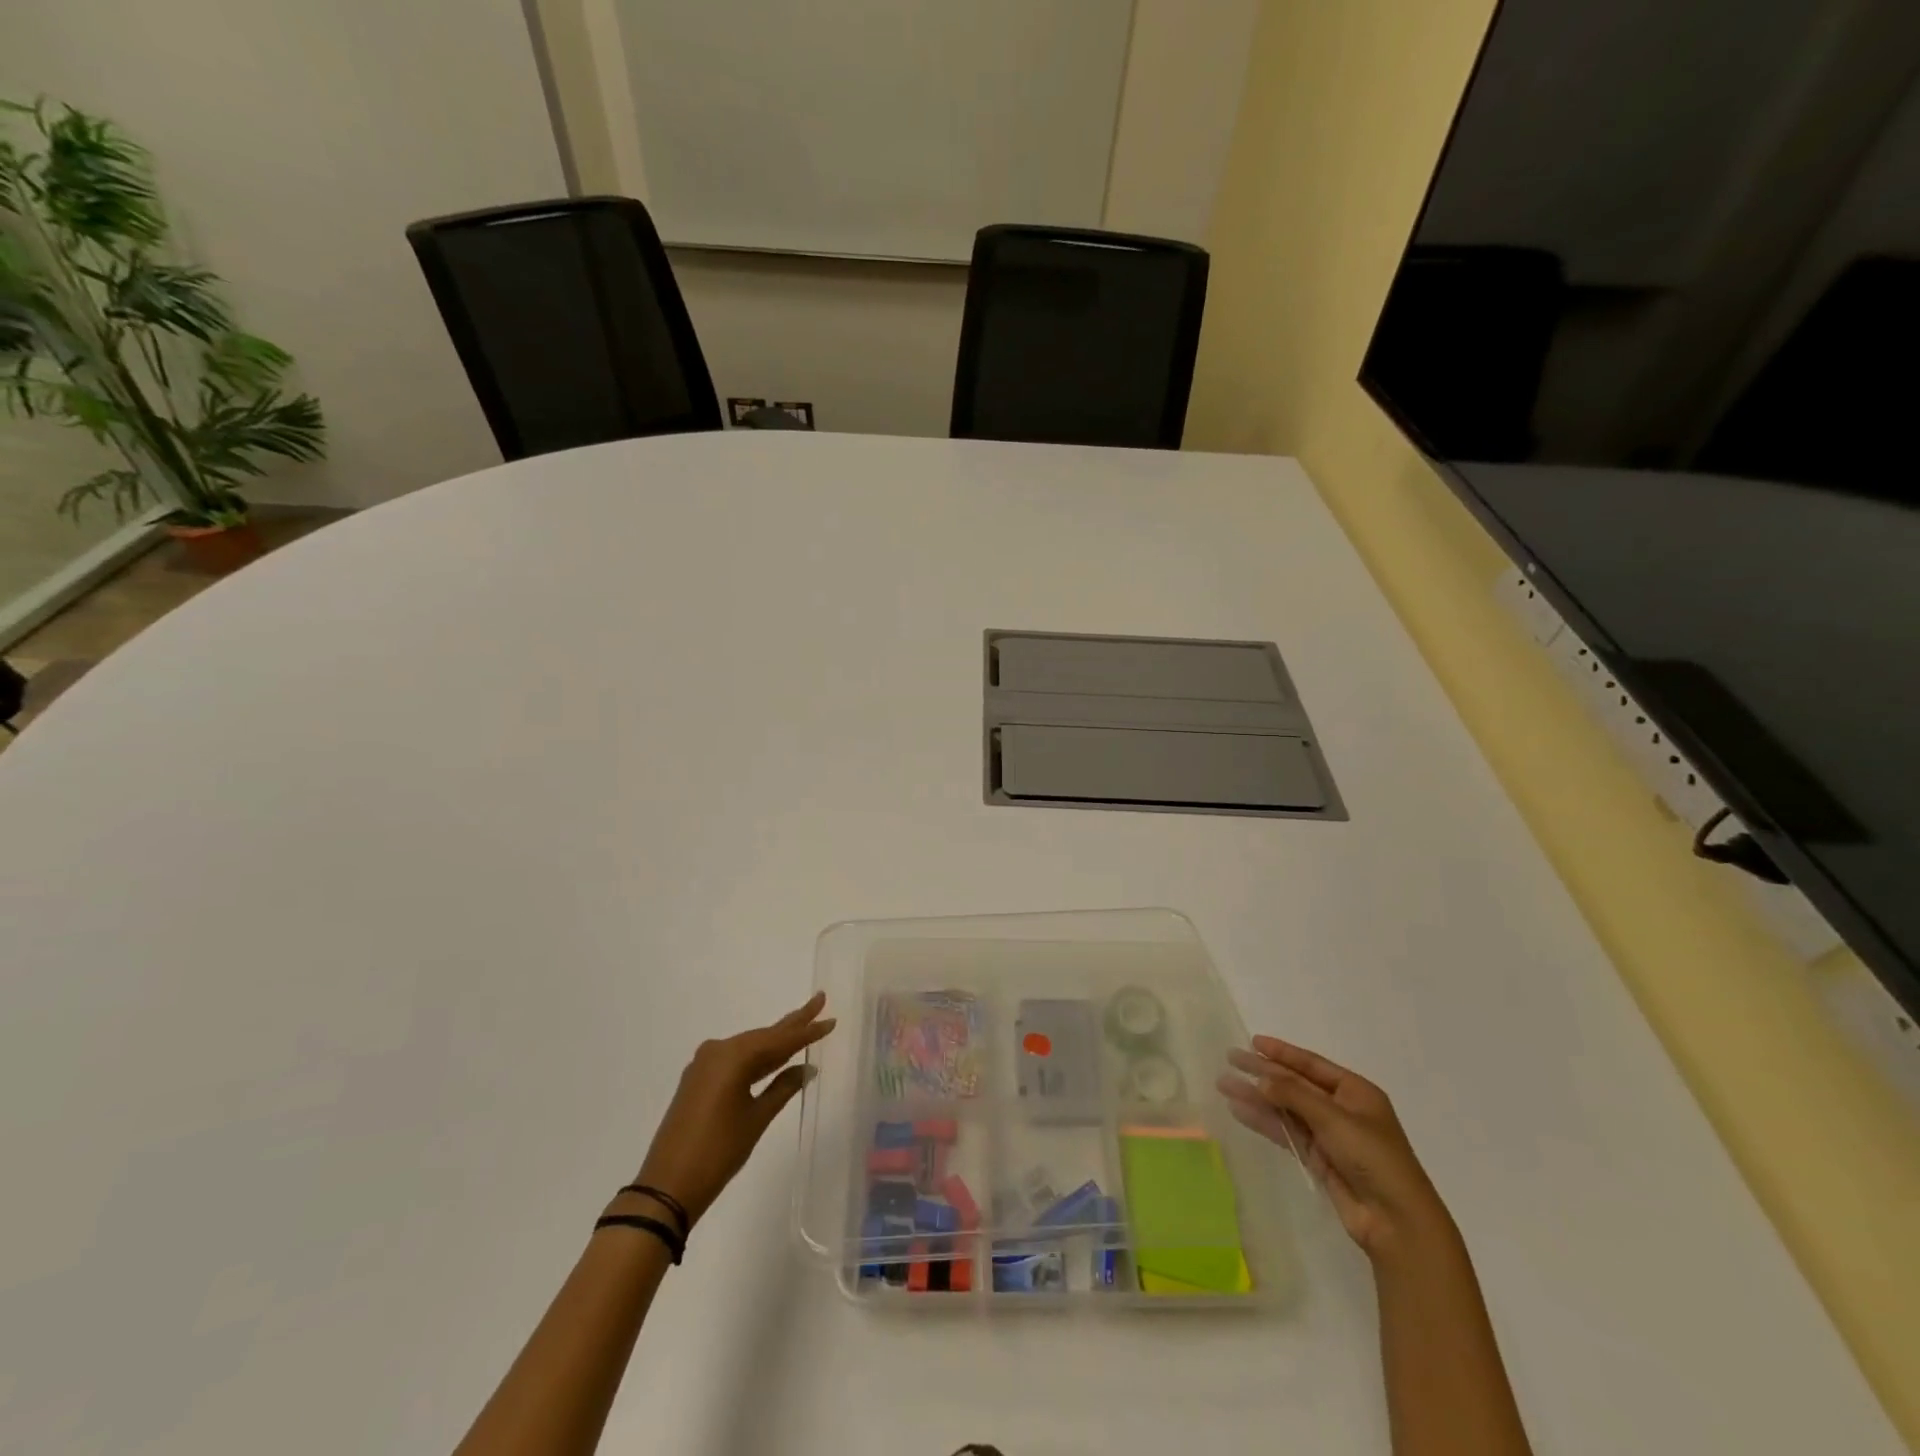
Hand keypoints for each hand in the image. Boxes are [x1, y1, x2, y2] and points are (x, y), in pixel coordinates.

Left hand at [631, 993, 835, 1229]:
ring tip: (803, 1029)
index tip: (830, 1018)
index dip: (807, 1030)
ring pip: (749, 1048)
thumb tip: (807, 1068)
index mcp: (734, 1056)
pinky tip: (774, 1058)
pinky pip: (735, 1060)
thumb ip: (783, 1088)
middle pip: (764, 1036)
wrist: (666, 1188)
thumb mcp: (757, 1119)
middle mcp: (718, 1051)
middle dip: (792, 1023)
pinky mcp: (698, 1080)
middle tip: (819, 1002)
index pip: (780, 1040)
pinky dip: (757, 1059)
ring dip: (775, 1043)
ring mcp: (704, 1064)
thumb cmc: (718, 1152)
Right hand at [1218, 1036, 1456, 1264]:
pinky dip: (1264, 1121)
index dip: (1282, 1052)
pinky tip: (1239, 1112)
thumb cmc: (1373, 1158)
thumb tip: (1260, 1078)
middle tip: (1230, 1060)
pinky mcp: (1319, 1159)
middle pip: (1295, 1085)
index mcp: (1356, 1092)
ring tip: (1224, 1085)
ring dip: (1257, 1097)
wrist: (1396, 1222)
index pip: (1312, 1065)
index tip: (1253, 1042)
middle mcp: (1342, 1109)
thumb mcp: (1334, 1118)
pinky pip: (1286, 1132)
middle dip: (1263, 1073)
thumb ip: (1294, 1095)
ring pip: (1286, 1108)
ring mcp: (1329, 1135)